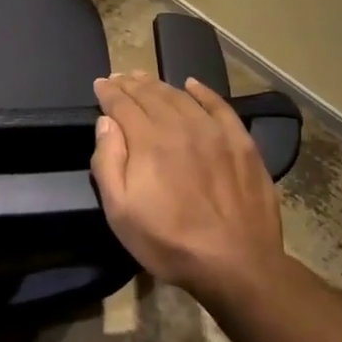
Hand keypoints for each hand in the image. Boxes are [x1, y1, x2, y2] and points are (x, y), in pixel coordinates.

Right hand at [91, 71, 283, 301]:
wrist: (237, 263)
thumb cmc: (170, 242)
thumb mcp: (121, 212)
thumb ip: (108, 162)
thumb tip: (106, 122)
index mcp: (148, 140)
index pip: (122, 104)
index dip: (108, 92)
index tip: (100, 84)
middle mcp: (179, 125)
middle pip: (150, 94)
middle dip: (131, 84)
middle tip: (120, 78)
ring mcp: (213, 131)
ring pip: (180, 96)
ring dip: (159, 85)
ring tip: (145, 79)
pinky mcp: (241, 142)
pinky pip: (218, 106)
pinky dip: (203, 92)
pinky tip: (192, 85)